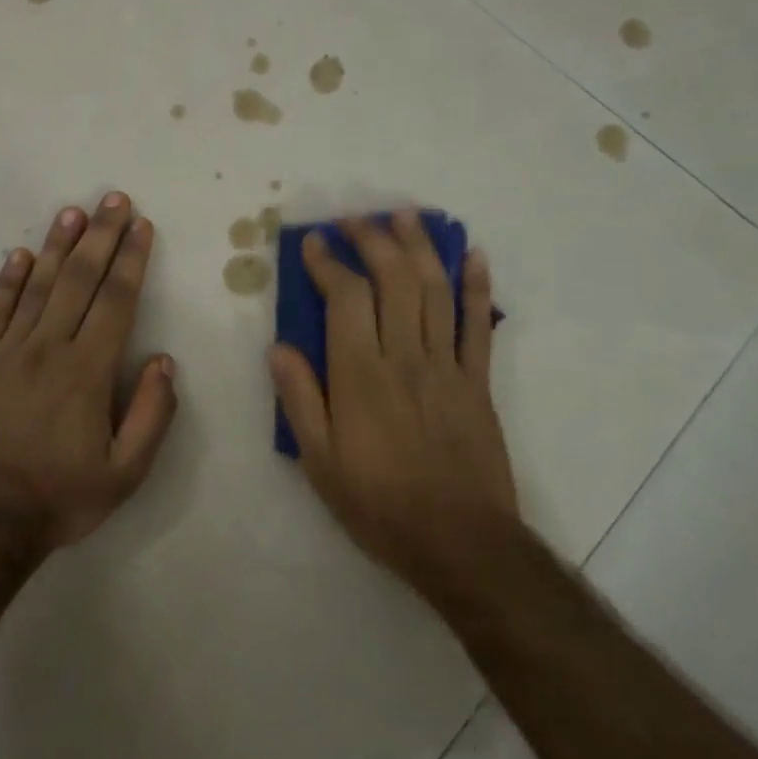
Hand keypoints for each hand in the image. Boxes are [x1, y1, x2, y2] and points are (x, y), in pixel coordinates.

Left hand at [0, 192, 177, 551]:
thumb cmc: (61, 498)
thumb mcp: (125, 474)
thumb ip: (151, 415)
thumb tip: (163, 361)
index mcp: (87, 372)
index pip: (116, 301)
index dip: (131, 259)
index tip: (141, 226)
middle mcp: (48, 350)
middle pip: (80, 280)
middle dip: (101, 236)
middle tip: (113, 199)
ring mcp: (7, 353)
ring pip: (38, 286)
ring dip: (59, 246)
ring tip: (74, 212)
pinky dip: (9, 281)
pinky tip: (21, 254)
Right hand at [269, 209, 516, 592]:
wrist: (460, 542)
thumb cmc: (380, 504)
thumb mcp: (320, 463)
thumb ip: (299, 400)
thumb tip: (278, 347)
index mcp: (362, 376)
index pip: (346, 299)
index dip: (329, 263)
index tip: (314, 242)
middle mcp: (406, 357)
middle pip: (393, 280)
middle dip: (373, 240)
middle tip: (355, 219)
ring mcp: (448, 365)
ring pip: (435, 290)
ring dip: (420, 246)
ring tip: (405, 215)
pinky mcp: (478, 380)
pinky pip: (479, 324)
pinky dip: (477, 286)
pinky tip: (473, 254)